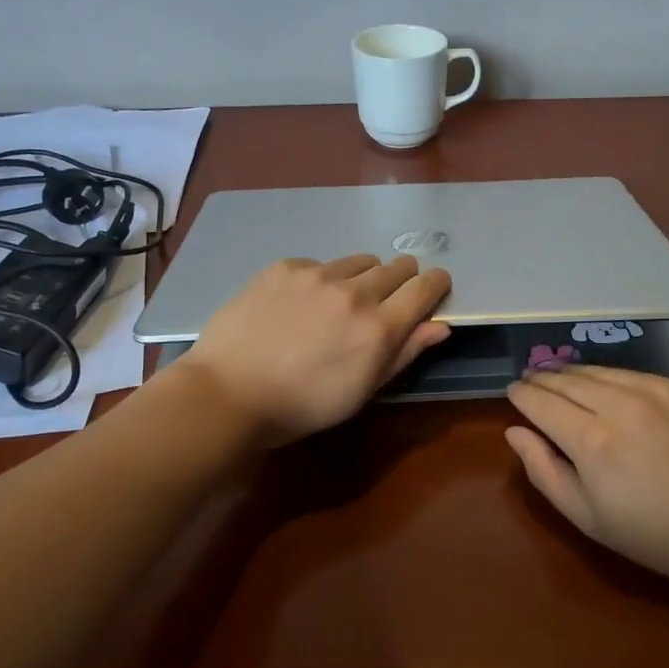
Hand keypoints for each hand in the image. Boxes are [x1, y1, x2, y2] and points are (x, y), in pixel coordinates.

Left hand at [182, 254, 451, 445]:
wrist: (227, 392)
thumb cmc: (302, 406)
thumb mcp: (362, 390)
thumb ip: (405, 353)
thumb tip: (440, 325)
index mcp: (379, 328)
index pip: (425, 287)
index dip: (436, 283)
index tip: (434, 286)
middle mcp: (354, 292)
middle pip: (397, 266)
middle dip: (402, 279)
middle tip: (386, 300)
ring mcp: (317, 274)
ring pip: (360, 261)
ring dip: (363, 277)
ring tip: (341, 302)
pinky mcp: (285, 267)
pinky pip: (320, 264)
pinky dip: (322, 279)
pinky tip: (301, 304)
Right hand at [506, 366, 668, 598]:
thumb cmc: (655, 535)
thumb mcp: (587, 518)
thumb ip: (543, 471)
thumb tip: (515, 431)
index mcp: (592, 442)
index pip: (541, 402)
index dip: (521, 394)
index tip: (511, 391)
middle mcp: (620, 404)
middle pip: (566, 379)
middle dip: (542, 378)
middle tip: (529, 380)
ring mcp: (655, 390)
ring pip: (598, 370)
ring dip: (572, 372)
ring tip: (558, 376)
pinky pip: (631, 374)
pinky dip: (609, 377)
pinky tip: (604, 385)